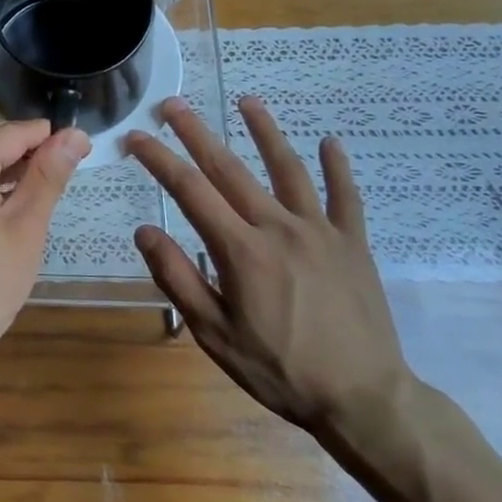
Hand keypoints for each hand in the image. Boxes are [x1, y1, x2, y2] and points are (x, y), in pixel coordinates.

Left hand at [0, 119, 90, 365]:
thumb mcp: (25, 228)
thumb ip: (48, 175)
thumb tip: (74, 134)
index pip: (12, 132)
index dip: (49, 137)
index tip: (81, 150)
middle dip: (26, 151)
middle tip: (63, 176)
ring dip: (3, 167)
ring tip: (39, 191)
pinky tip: (4, 205)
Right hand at [124, 96, 413, 437]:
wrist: (364, 400)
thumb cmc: (280, 371)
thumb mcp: (214, 334)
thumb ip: (178, 278)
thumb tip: (145, 232)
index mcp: (240, 251)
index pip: (189, 192)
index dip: (159, 160)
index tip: (136, 137)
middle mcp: (278, 228)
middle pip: (230, 169)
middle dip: (197, 133)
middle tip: (173, 104)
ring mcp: (320, 232)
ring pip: (288, 169)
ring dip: (266, 132)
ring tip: (248, 101)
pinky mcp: (353, 244)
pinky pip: (346, 197)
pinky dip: (338, 167)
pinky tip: (330, 141)